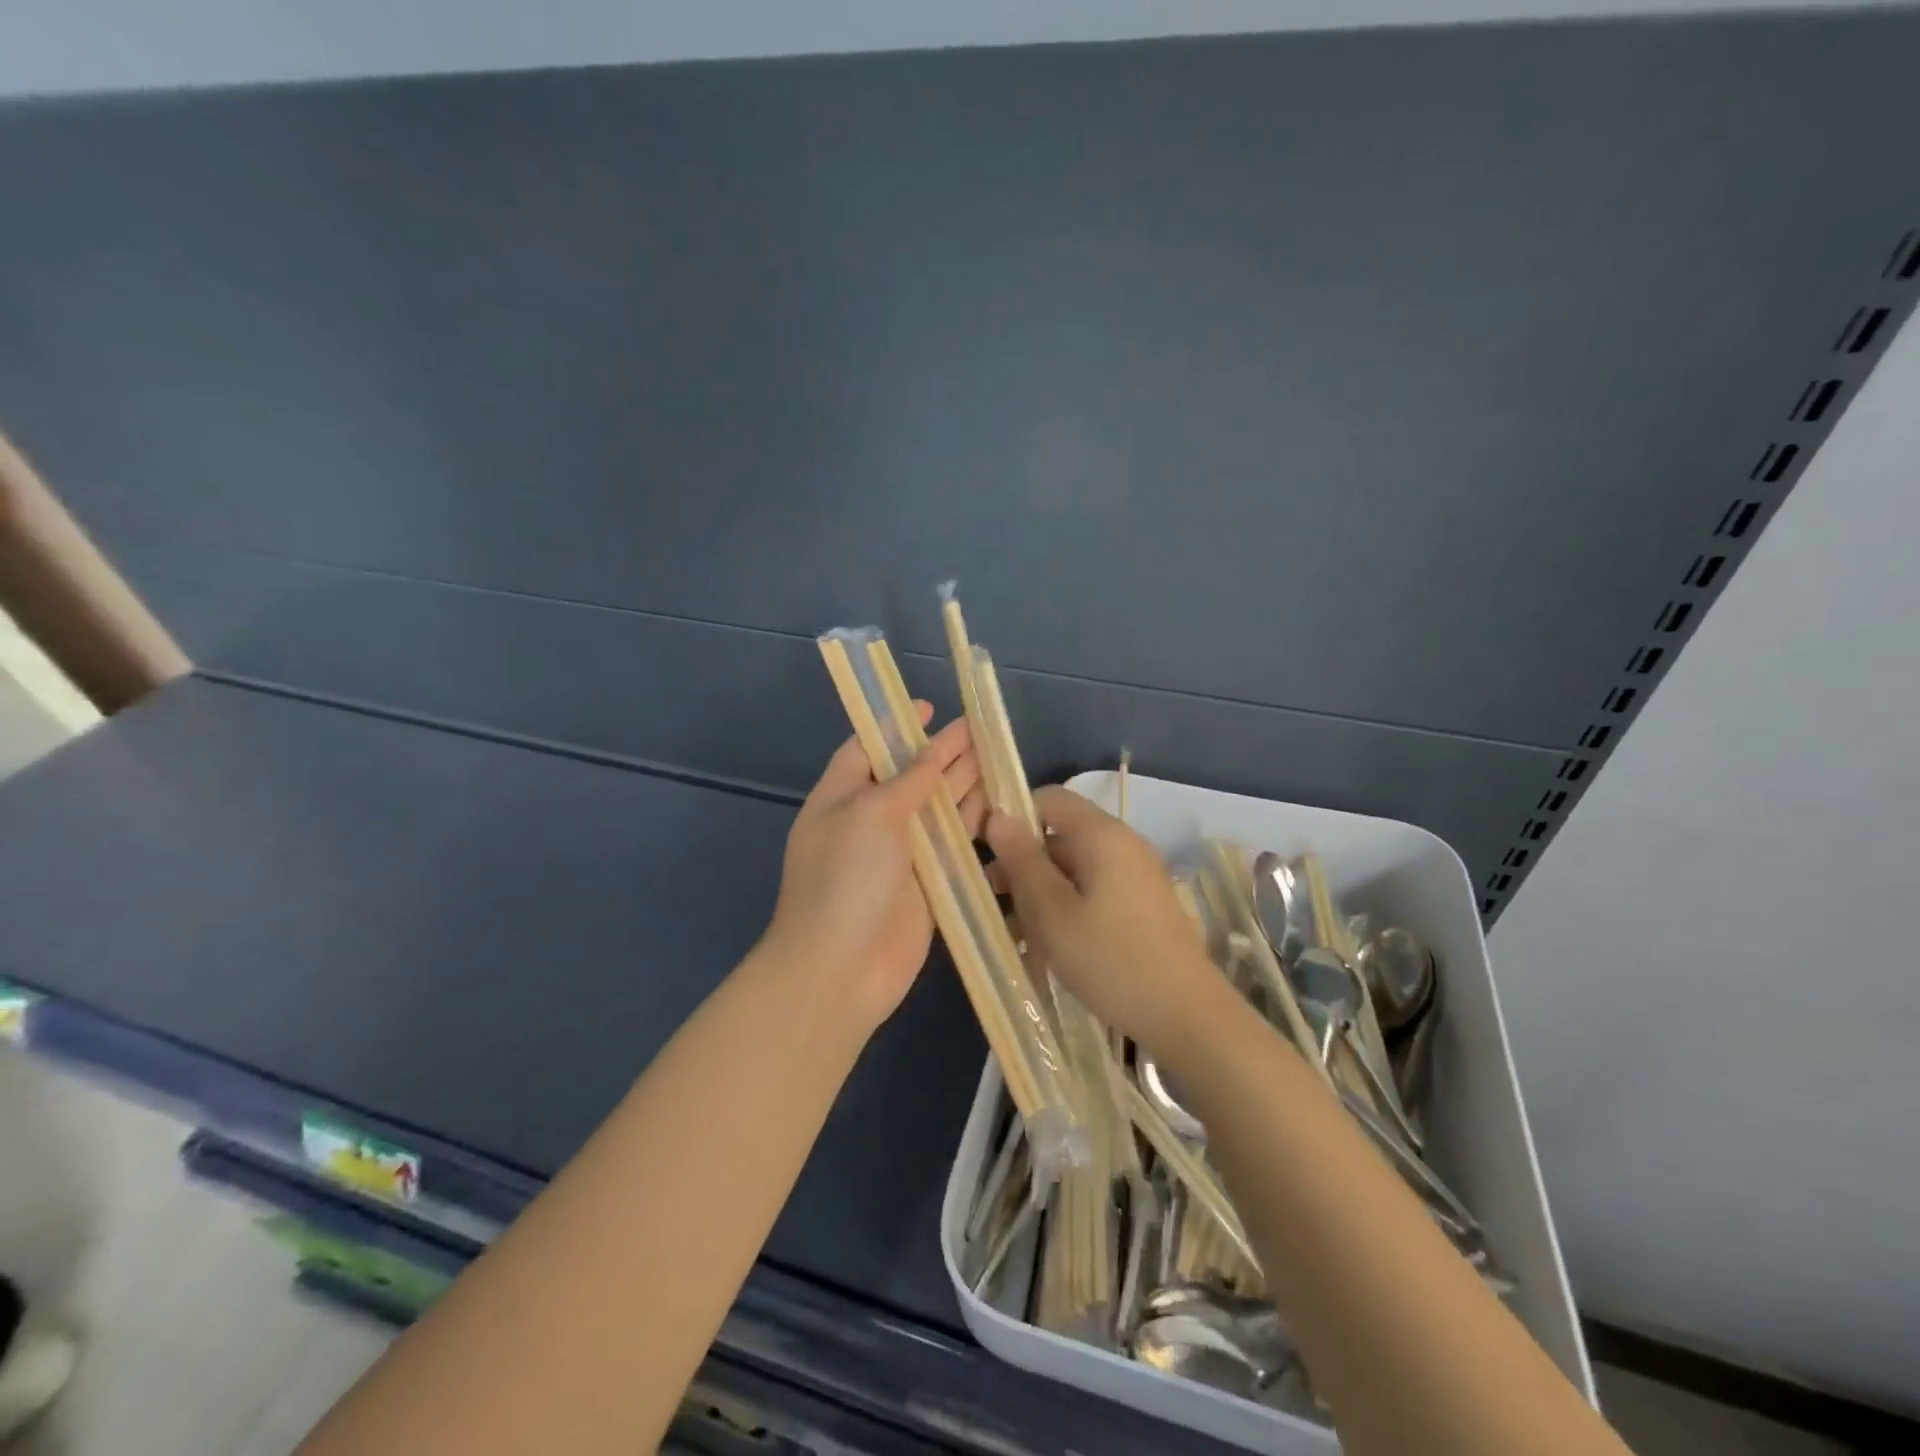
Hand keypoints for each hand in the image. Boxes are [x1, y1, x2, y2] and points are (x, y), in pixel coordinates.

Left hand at [762, 704, 984, 1028]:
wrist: (841, 970)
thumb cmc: (846, 880)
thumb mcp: (870, 815)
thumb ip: (907, 781)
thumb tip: (931, 754)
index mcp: (841, 797)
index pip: (868, 748)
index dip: (896, 725)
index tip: (928, 705)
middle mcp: (870, 820)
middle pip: (910, 774)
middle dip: (942, 750)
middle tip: (980, 726)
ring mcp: (900, 853)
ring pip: (937, 807)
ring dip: (963, 781)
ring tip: (996, 752)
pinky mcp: (928, 882)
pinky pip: (953, 843)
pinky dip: (973, 822)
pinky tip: (998, 802)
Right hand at [986, 786, 1216, 1046]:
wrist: (1187, 1015)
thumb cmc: (1110, 959)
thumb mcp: (1052, 912)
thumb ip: (1022, 861)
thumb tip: (997, 816)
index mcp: (1101, 834)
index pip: (1048, 799)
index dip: (1013, 818)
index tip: (988, 855)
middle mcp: (1122, 843)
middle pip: (1060, 835)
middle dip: (1023, 863)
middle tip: (995, 903)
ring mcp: (1136, 874)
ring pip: (1074, 867)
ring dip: (1041, 891)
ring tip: (1016, 933)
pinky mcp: (1143, 904)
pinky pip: (1094, 890)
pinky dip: (1067, 906)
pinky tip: (1050, 945)